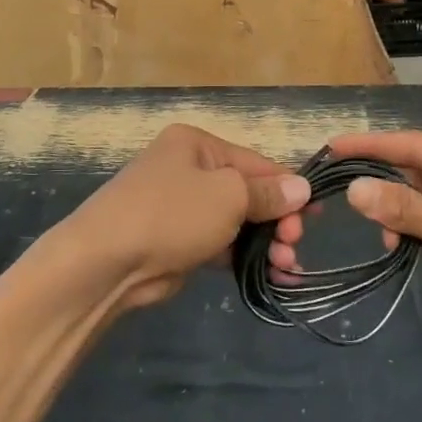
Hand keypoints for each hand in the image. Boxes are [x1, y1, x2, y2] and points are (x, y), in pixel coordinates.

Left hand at [57, 125, 309, 306]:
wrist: (106, 261)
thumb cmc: (171, 213)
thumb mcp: (228, 196)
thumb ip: (267, 193)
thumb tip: (301, 187)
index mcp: (197, 145)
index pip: (255, 162)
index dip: (288, 188)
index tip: (315, 214)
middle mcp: (190, 170)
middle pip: (248, 193)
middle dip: (277, 220)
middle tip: (294, 245)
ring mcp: (183, 208)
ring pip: (238, 222)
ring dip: (266, 243)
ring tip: (288, 267)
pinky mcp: (180, 243)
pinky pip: (223, 246)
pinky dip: (246, 258)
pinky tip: (273, 276)